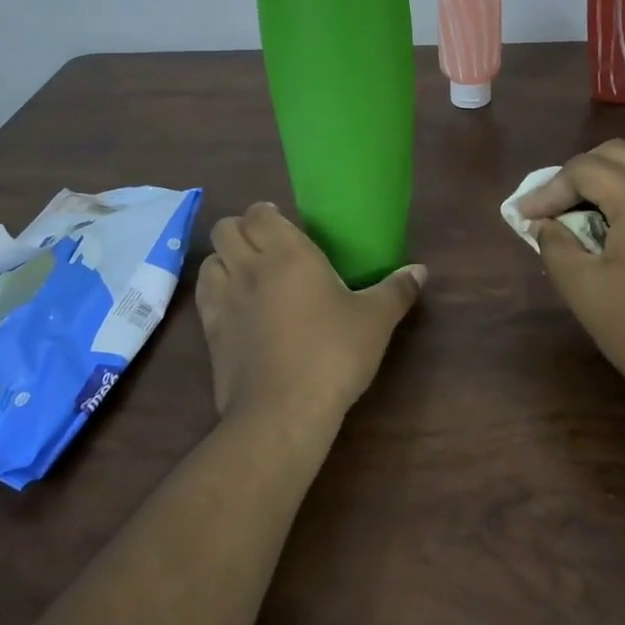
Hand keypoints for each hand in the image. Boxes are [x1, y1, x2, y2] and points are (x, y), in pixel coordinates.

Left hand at [195, 202, 425, 431]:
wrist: (283, 410)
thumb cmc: (332, 354)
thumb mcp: (375, 321)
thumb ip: (396, 290)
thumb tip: (420, 270)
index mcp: (287, 253)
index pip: (259, 213)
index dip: (266, 214)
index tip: (283, 224)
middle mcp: (249, 267)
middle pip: (225, 229)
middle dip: (241, 230)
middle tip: (266, 247)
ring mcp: (224, 299)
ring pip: (209, 259)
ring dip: (224, 259)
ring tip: (247, 273)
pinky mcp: (211, 331)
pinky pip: (205, 295)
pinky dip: (216, 290)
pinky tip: (236, 307)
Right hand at [518, 140, 624, 425]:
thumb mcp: (583, 289)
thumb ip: (554, 245)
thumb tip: (545, 225)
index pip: (585, 168)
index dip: (548, 190)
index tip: (524, 219)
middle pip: (616, 155)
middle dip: (576, 174)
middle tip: (551, 208)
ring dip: (605, 184)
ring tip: (577, 219)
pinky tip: (612, 233)